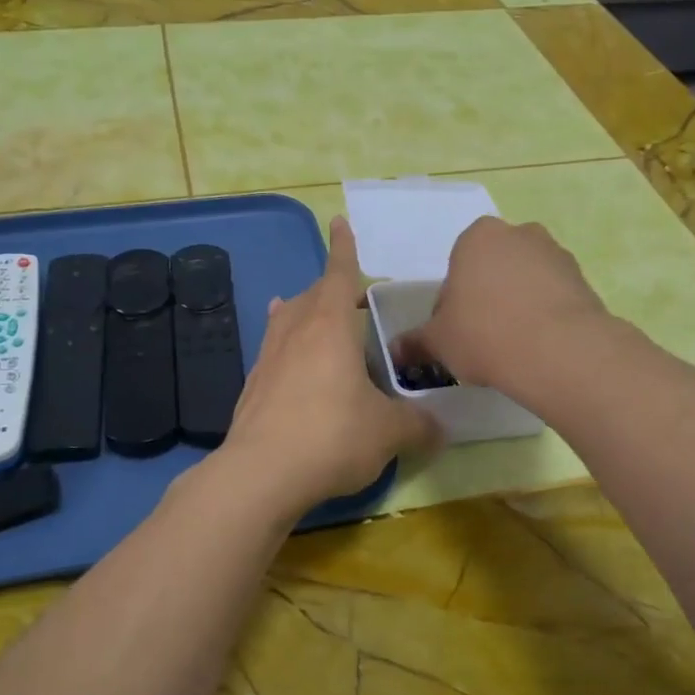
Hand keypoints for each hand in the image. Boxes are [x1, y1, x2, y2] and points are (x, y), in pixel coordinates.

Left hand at [218, 217, 439, 520]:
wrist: (262, 473)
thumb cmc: (332, 436)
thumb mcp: (388, 431)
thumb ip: (418, 424)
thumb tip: (440, 428)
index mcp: (329, 327)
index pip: (338, 274)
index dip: (343, 249)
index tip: (339, 222)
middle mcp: (295, 332)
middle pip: (312, 295)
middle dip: (330, 288)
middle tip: (350, 296)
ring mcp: (268, 357)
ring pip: (286, 319)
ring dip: (302, 311)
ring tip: (309, 309)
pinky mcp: (253, 386)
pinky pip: (272, 349)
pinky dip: (284, 342)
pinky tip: (285, 355)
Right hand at [398, 217, 607, 394]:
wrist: (560, 351)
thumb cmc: (485, 334)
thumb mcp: (438, 342)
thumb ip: (415, 343)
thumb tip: (395, 351)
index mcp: (477, 237)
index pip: (455, 269)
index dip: (451, 304)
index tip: (455, 333)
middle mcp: (519, 234)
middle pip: (492, 270)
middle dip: (485, 298)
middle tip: (481, 339)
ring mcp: (556, 254)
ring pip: (524, 282)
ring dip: (516, 306)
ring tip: (513, 347)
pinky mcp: (584, 280)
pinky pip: (553, 297)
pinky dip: (544, 316)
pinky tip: (539, 347)